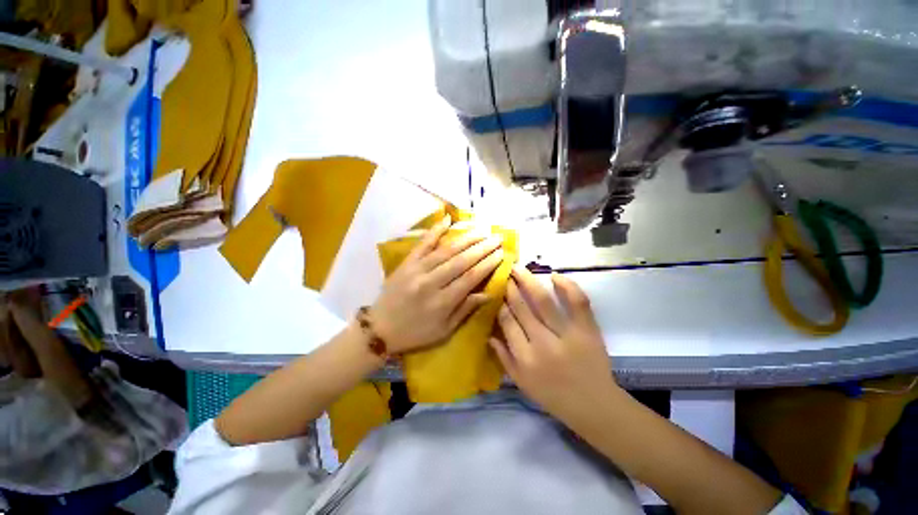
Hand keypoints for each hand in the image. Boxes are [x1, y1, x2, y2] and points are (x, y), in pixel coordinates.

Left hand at [371, 215, 504, 353]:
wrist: (380, 328)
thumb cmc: (415, 333)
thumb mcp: (444, 330)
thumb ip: (465, 310)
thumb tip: (487, 293)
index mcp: (442, 302)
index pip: (470, 278)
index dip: (487, 265)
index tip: (501, 254)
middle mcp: (431, 283)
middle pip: (461, 261)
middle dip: (482, 248)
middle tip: (497, 238)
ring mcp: (417, 270)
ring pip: (446, 250)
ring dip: (466, 238)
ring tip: (482, 230)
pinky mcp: (406, 262)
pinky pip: (423, 244)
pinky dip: (435, 230)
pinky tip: (447, 219)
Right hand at [491, 265, 619, 423]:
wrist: (595, 406)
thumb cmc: (553, 396)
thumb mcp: (522, 383)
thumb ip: (503, 358)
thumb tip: (489, 334)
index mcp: (525, 358)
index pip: (507, 322)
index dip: (500, 304)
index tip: (497, 292)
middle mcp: (543, 343)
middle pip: (521, 307)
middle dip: (510, 288)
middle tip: (505, 273)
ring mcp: (567, 334)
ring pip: (543, 301)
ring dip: (528, 281)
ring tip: (518, 268)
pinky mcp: (588, 330)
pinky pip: (578, 302)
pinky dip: (567, 286)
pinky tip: (555, 276)